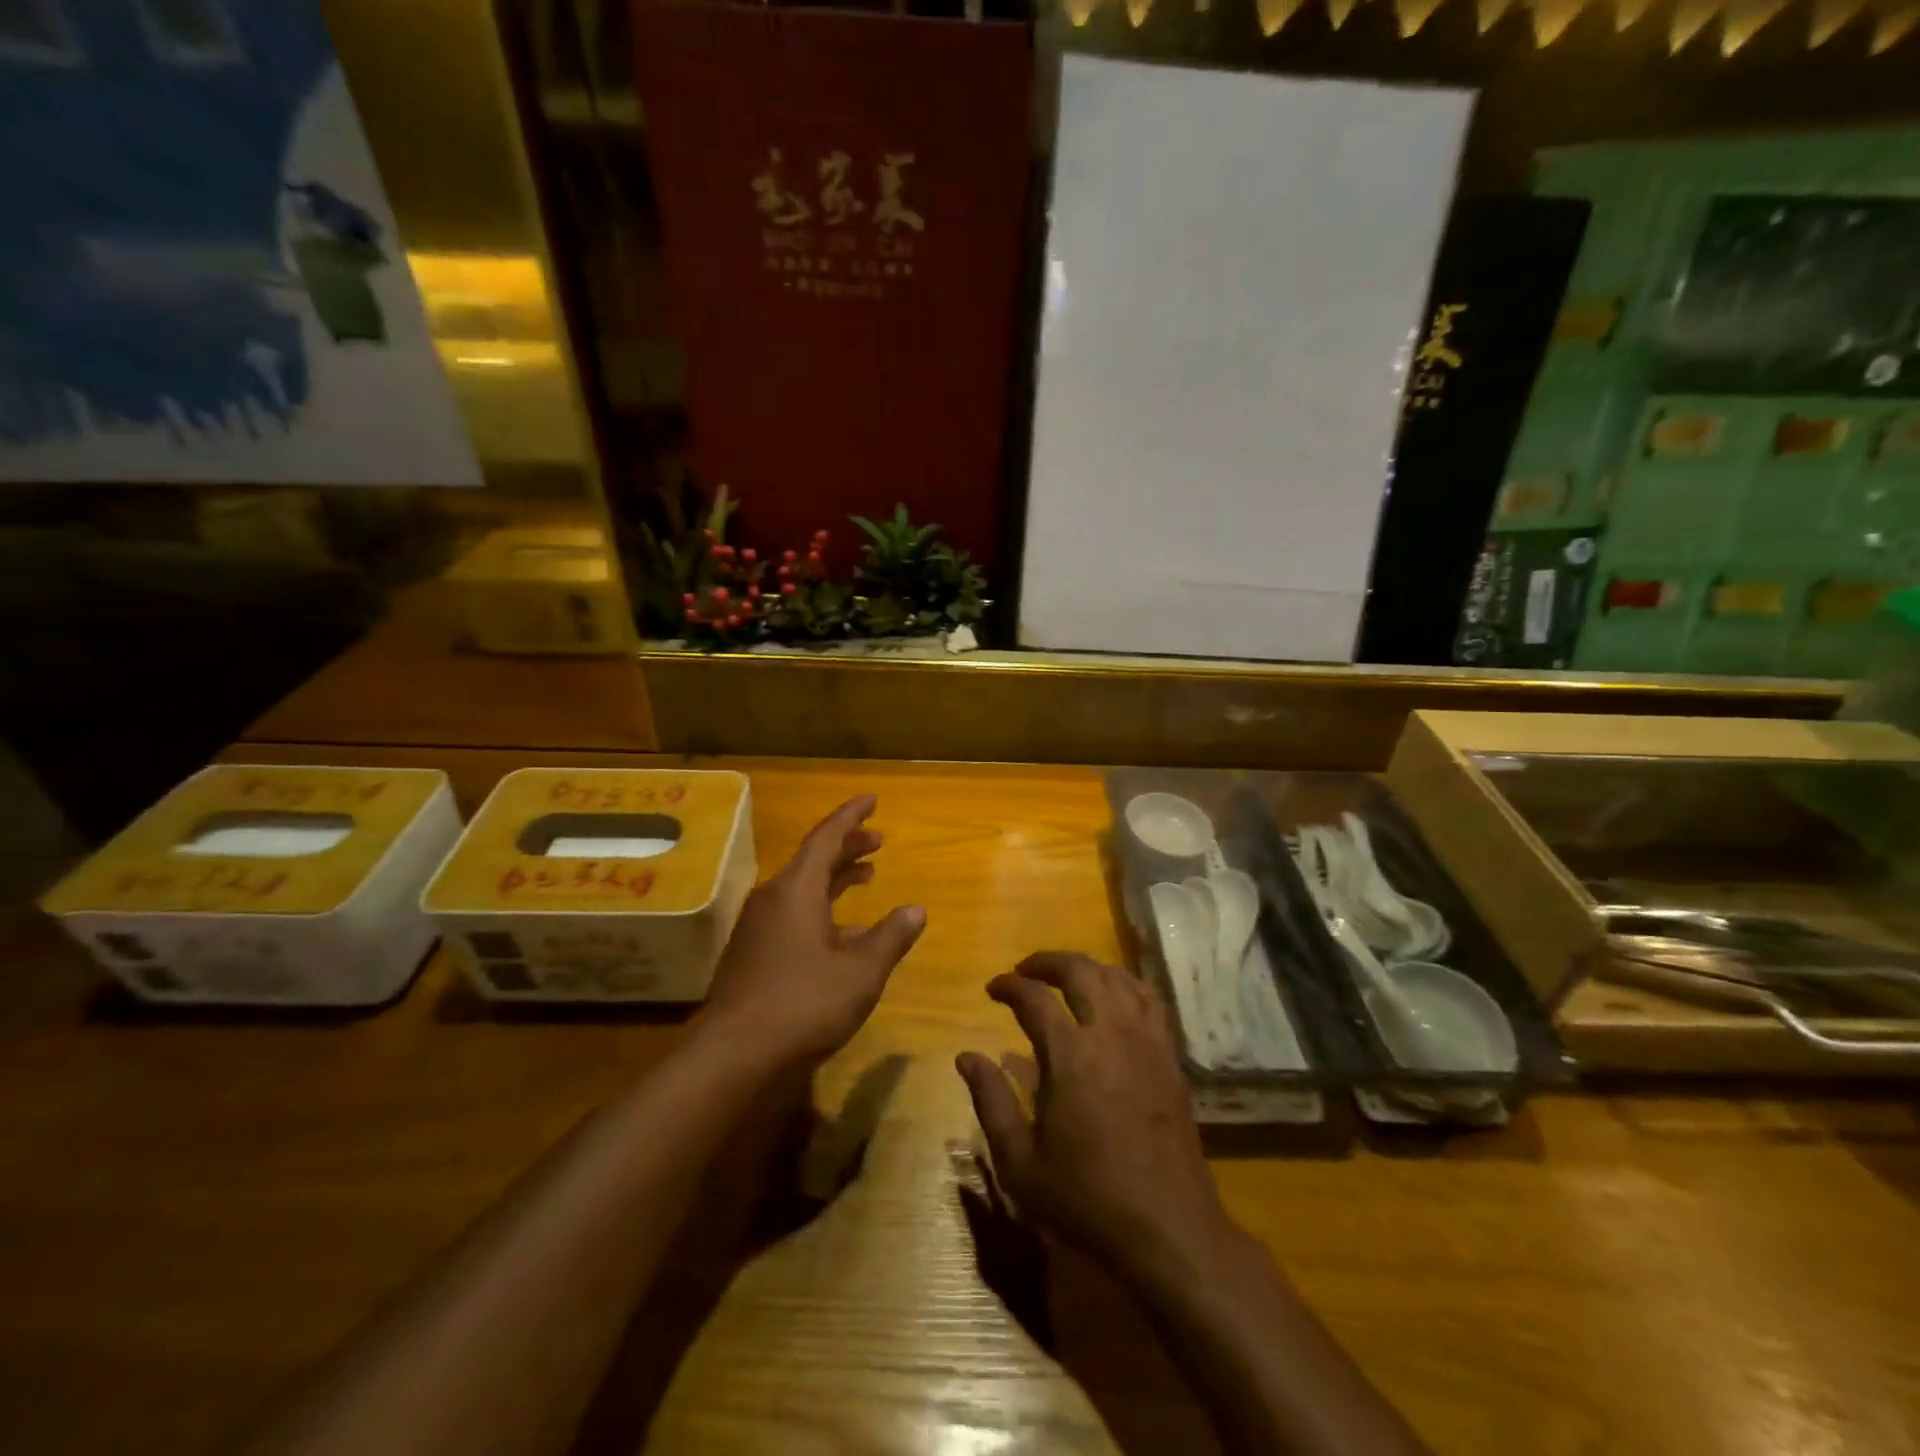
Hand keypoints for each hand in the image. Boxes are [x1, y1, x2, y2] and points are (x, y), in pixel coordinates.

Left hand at [703, 794, 925, 1068]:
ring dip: (835, 878)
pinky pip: (793, 915)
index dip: (851, 816)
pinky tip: (844, 933)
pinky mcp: (753, 955)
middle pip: (813, 860)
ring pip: (802, 889)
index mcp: (796, 890)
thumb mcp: (860, 972)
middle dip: (847, 847)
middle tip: (878, 841)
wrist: (734, 1057)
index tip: (872, 799)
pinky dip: (822, 910)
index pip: (826, 837)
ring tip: (866, 875)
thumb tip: (915, 910)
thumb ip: (890, 937)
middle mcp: (773, 899)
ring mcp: (759, 928)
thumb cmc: (803, 1004)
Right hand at [957, 953, 1234, 1281]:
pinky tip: (1115, 997)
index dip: (1009, 985)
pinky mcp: (1170, 1056)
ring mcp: (1146, 1041)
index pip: (1034, 997)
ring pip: (1117, 977)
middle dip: (1048, 962)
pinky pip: (1149, 999)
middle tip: (1026, 970)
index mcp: (1070, 1055)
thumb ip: (991, 1102)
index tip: (993, 989)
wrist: (1167, 1228)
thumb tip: (966, 1056)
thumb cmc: (1086, 1198)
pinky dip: (1125, 984)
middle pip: (1080, 971)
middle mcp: (1110, 1033)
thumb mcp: (1020, 1162)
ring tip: (1067, 978)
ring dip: (1087, 968)